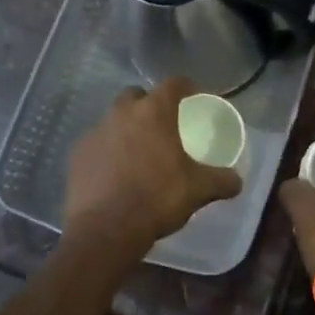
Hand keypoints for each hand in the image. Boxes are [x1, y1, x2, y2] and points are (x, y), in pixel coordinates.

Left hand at [64, 78, 242, 266]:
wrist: (106, 230)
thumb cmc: (157, 199)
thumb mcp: (198, 190)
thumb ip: (221, 181)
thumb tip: (237, 181)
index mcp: (154, 112)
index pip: (173, 84)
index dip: (186, 87)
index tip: (194, 97)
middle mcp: (122, 113)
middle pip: (137, 96)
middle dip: (149, 105)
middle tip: (162, 126)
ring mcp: (95, 132)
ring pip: (113, 119)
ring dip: (126, 128)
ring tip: (137, 152)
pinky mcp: (77, 154)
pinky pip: (96, 143)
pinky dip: (106, 151)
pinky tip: (114, 172)